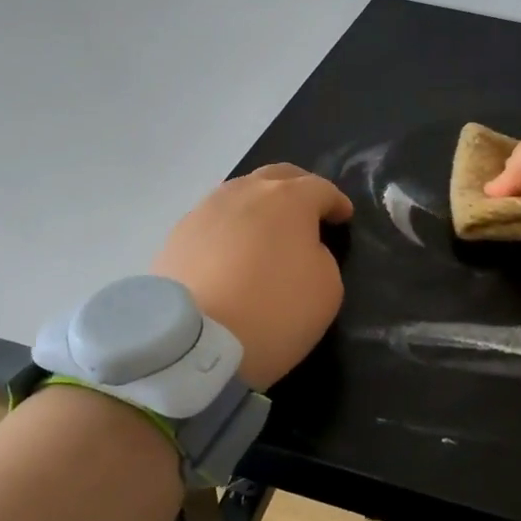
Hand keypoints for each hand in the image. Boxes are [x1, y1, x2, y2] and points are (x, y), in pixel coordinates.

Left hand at [150, 164, 352, 387]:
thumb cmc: (274, 311)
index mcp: (289, 198)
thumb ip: (321, 256)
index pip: (321, 188)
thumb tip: (301, 249)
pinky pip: (214, 221)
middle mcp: (245, 192)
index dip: (336, 202)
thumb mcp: (328, 288)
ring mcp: (205, 210)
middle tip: (308, 211)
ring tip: (266, 232)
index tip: (343, 217)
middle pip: (277, 177)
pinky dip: (230, 229)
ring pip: (240, 194)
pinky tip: (232, 253)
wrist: (193, 344)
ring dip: (259, 206)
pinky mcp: (177, 235)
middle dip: (298, 188)